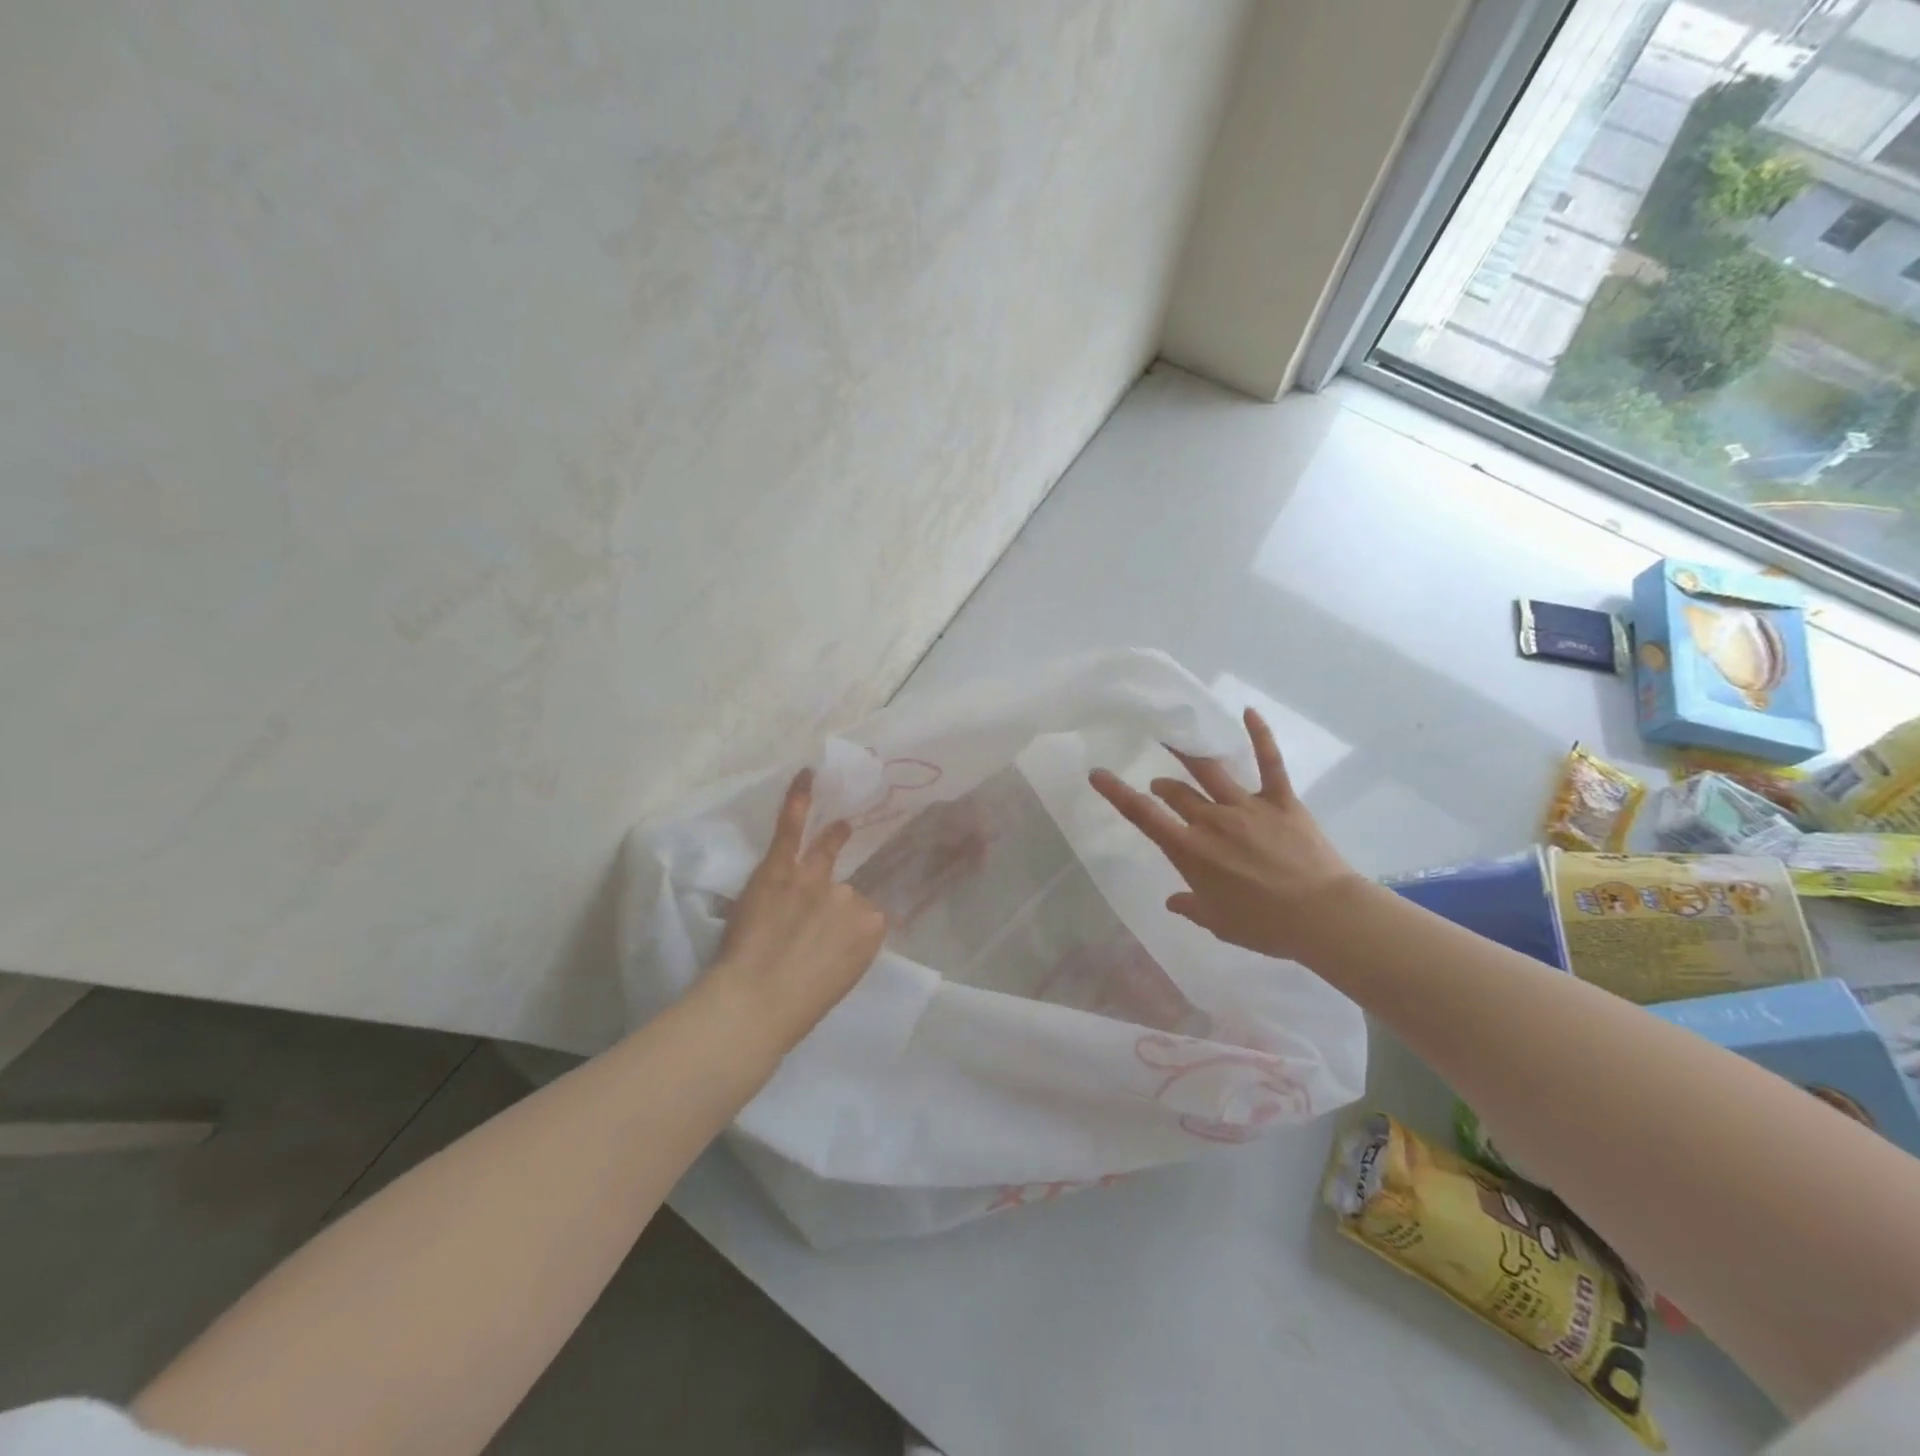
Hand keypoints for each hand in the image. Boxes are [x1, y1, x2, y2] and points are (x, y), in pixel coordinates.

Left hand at [708, 769, 886, 1043]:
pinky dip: (799, 799)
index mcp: (871, 928)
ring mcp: (815, 878)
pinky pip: (791, 829)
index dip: (846, 927)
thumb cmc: (797, 1008)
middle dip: (831, 905)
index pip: (865, 915)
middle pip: (845, 890)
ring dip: (834, 842)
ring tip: (843, 828)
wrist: (754, 1004)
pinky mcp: (780, 868)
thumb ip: (848, 948)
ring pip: (826, 858)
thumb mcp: (842, 979)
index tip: (834, 938)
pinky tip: (807, 775)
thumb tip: (839, 932)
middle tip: (816, 921)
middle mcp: (850, 896)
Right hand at [1089, 708, 1367, 961]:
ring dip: (1189, 756)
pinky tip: (1248, 711)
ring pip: (1210, 772)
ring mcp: (1248, 807)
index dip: (1117, 793)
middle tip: (1159, 786)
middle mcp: (1212, 821)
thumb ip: (1191, 907)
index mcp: (1191, 851)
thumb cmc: (1265, 926)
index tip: (1098, 773)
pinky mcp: (1282, 801)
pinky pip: (1269, 762)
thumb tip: (1172, 900)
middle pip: (1177, 792)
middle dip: (1163, 786)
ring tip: (1177, 742)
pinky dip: (1260, 735)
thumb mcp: (1219, 923)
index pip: (1144, 816)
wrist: (1322, 916)